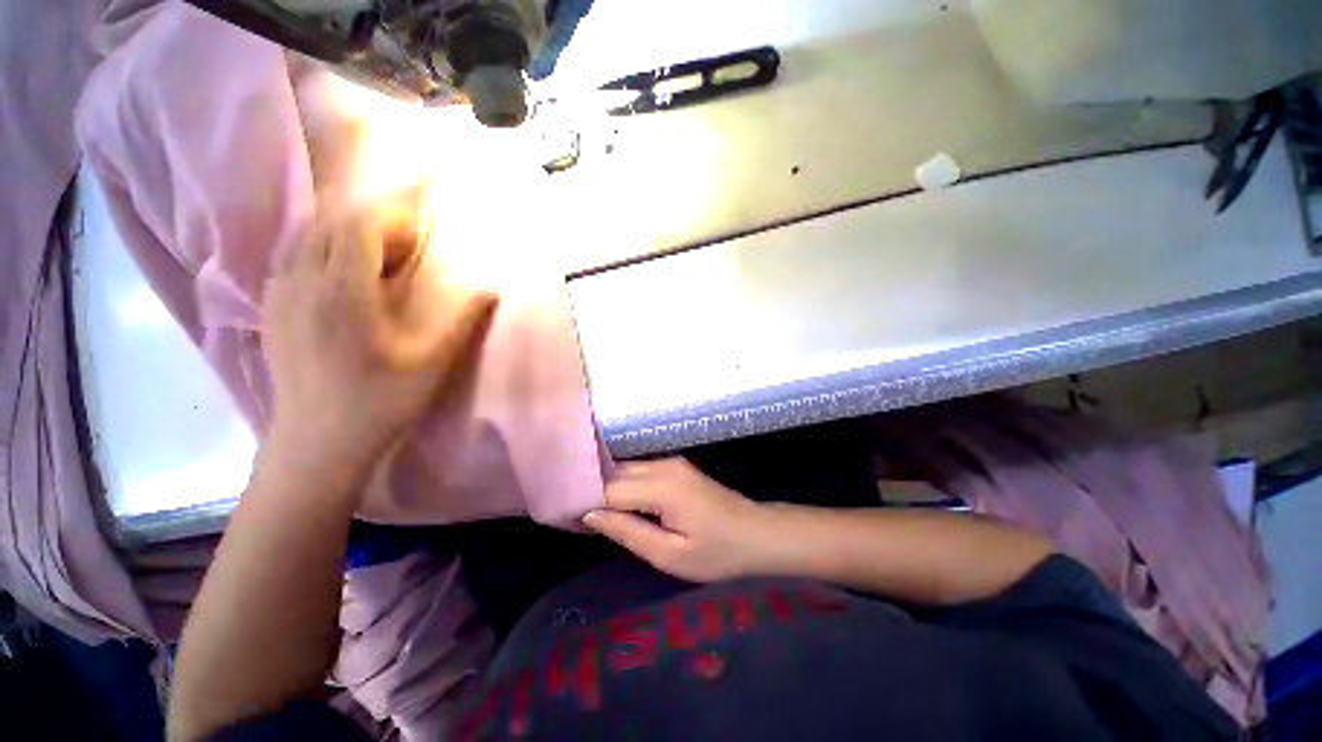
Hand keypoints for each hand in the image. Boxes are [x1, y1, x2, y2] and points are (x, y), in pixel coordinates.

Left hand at [261, 198, 496, 469]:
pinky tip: (345, 266)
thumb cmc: (379, 404)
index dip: (392, 211)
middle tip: (410, 230)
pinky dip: (323, 245)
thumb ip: (462, 322)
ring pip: (307, 237)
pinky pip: (293, 257)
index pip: (359, 227)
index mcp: (341, 294)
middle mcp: (302, 283)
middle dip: (373, 216)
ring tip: (382, 244)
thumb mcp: (431, 364)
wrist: (316, 445)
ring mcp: (280, 295)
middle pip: (330, 224)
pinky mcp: (273, 309)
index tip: (422, 210)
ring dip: (346, 228)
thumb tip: (490, 290)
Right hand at [584, 459, 777, 582]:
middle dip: (589, 490)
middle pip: (613, 472)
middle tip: (569, 515)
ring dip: (604, 486)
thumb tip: (589, 514)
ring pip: (624, 468)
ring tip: (585, 509)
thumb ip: (627, 531)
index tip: (561, 517)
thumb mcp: (669, 555)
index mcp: (662, 487)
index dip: (583, 502)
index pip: (607, 488)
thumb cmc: (717, 552)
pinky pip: (638, 470)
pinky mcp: (674, 466)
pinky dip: (621, 483)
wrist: (756, 533)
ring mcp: (670, 462)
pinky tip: (613, 501)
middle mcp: (662, 465)